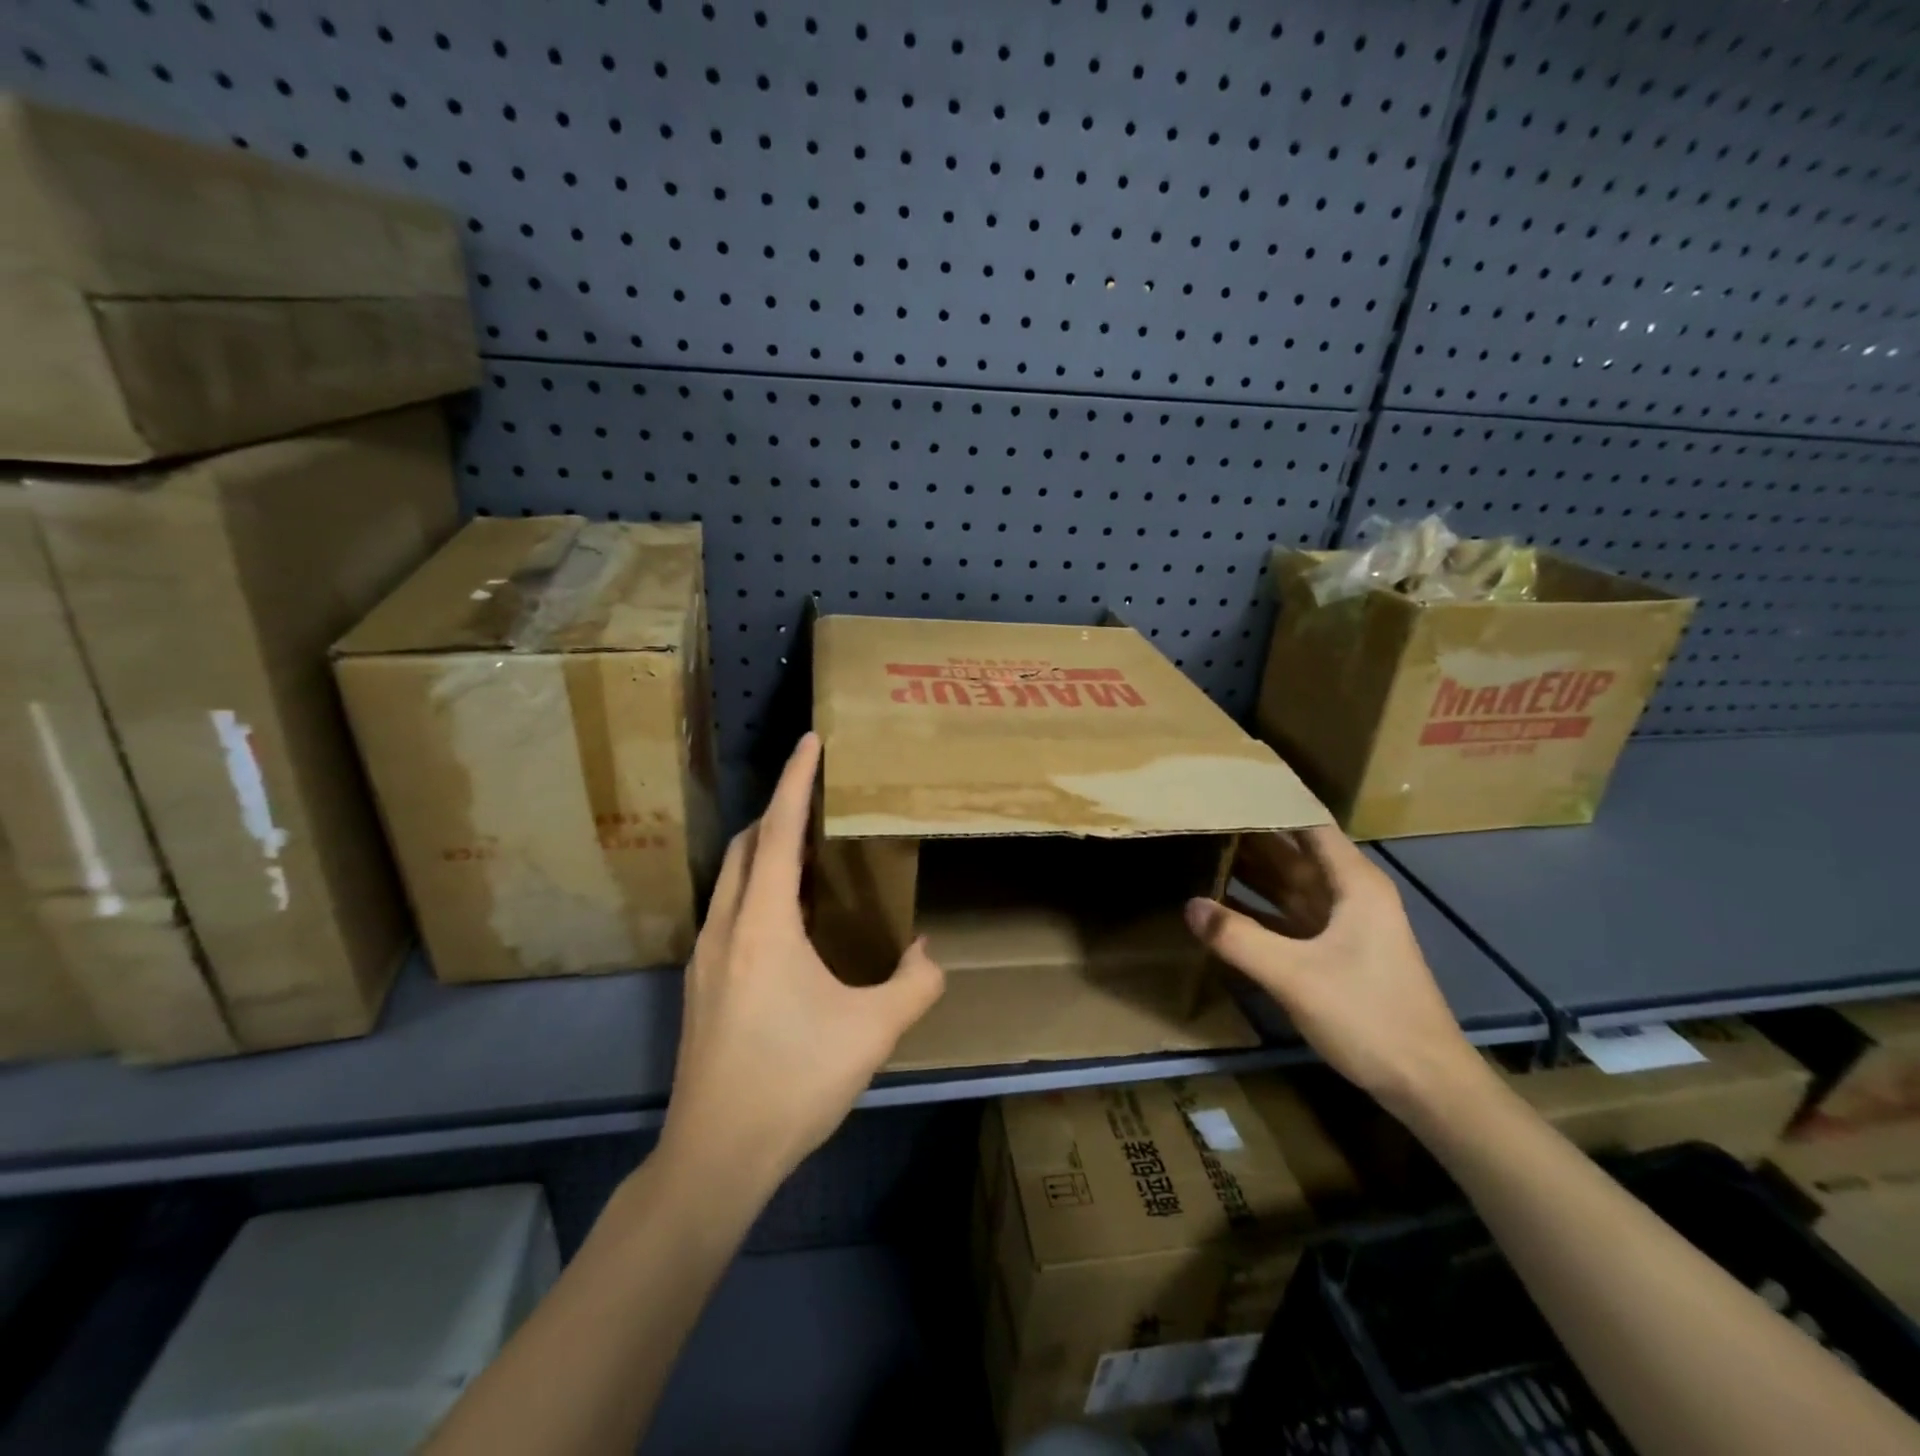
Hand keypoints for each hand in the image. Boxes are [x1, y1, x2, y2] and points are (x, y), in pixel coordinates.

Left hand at [660, 733, 945, 1194]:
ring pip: (732, 879)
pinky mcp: (700, 985)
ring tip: (806, 853)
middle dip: (778, 811)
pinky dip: (756, 890)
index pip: (779, 832)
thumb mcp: (873, 1032)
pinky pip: (730, 911)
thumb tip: (925, 953)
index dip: (795, 781)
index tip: (810, 740)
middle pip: (746, 846)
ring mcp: (705, 957)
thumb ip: (914, 984)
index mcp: (764, 925)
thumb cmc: (794, 1081)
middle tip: (816, 799)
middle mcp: (727, 928)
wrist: (715, 1155)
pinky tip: (785, 920)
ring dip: (764, 852)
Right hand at [1184, 826, 1484, 1122]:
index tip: (1225, 791)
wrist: (1425, 1084)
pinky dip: (1257, 908)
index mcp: (1354, 883)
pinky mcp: (1333, 952)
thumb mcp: (1295, 975)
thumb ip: (1239, 939)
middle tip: (1198, 818)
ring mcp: (1342, 924)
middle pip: (1293, 853)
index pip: (1307, 825)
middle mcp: (1350, 894)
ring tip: (1201, 850)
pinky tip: (1221, 905)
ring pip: (1289, 885)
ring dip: (1250, 871)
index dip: (1270, 804)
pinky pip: (1288, 916)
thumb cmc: (1368, 1016)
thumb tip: (1189, 905)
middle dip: (1249, 836)